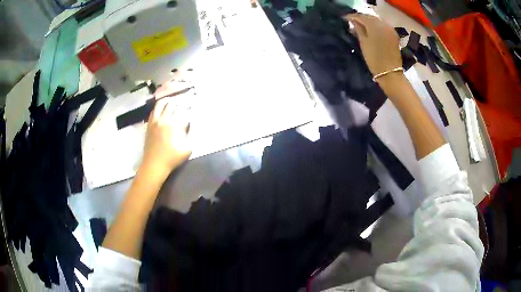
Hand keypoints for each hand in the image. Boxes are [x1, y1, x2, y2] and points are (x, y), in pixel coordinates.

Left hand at [140, 97, 191, 177]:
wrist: (154, 165)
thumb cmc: (171, 158)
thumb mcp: (187, 149)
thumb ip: (189, 134)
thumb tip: (188, 124)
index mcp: (174, 125)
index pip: (183, 111)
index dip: (188, 107)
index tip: (192, 104)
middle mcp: (164, 120)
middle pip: (171, 104)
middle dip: (179, 102)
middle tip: (183, 101)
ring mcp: (154, 122)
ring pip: (160, 105)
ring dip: (167, 101)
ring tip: (172, 100)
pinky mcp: (149, 125)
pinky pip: (153, 111)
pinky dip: (158, 107)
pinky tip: (161, 108)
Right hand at [344, 14, 401, 77]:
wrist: (390, 73)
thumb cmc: (374, 59)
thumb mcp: (363, 44)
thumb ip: (358, 30)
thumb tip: (354, 22)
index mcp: (374, 26)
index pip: (361, 17)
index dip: (352, 17)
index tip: (345, 18)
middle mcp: (383, 25)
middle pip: (370, 17)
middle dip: (361, 18)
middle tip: (353, 21)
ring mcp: (390, 29)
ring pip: (377, 21)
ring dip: (369, 21)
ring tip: (361, 25)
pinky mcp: (394, 35)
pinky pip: (383, 25)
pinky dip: (376, 25)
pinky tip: (371, 29)